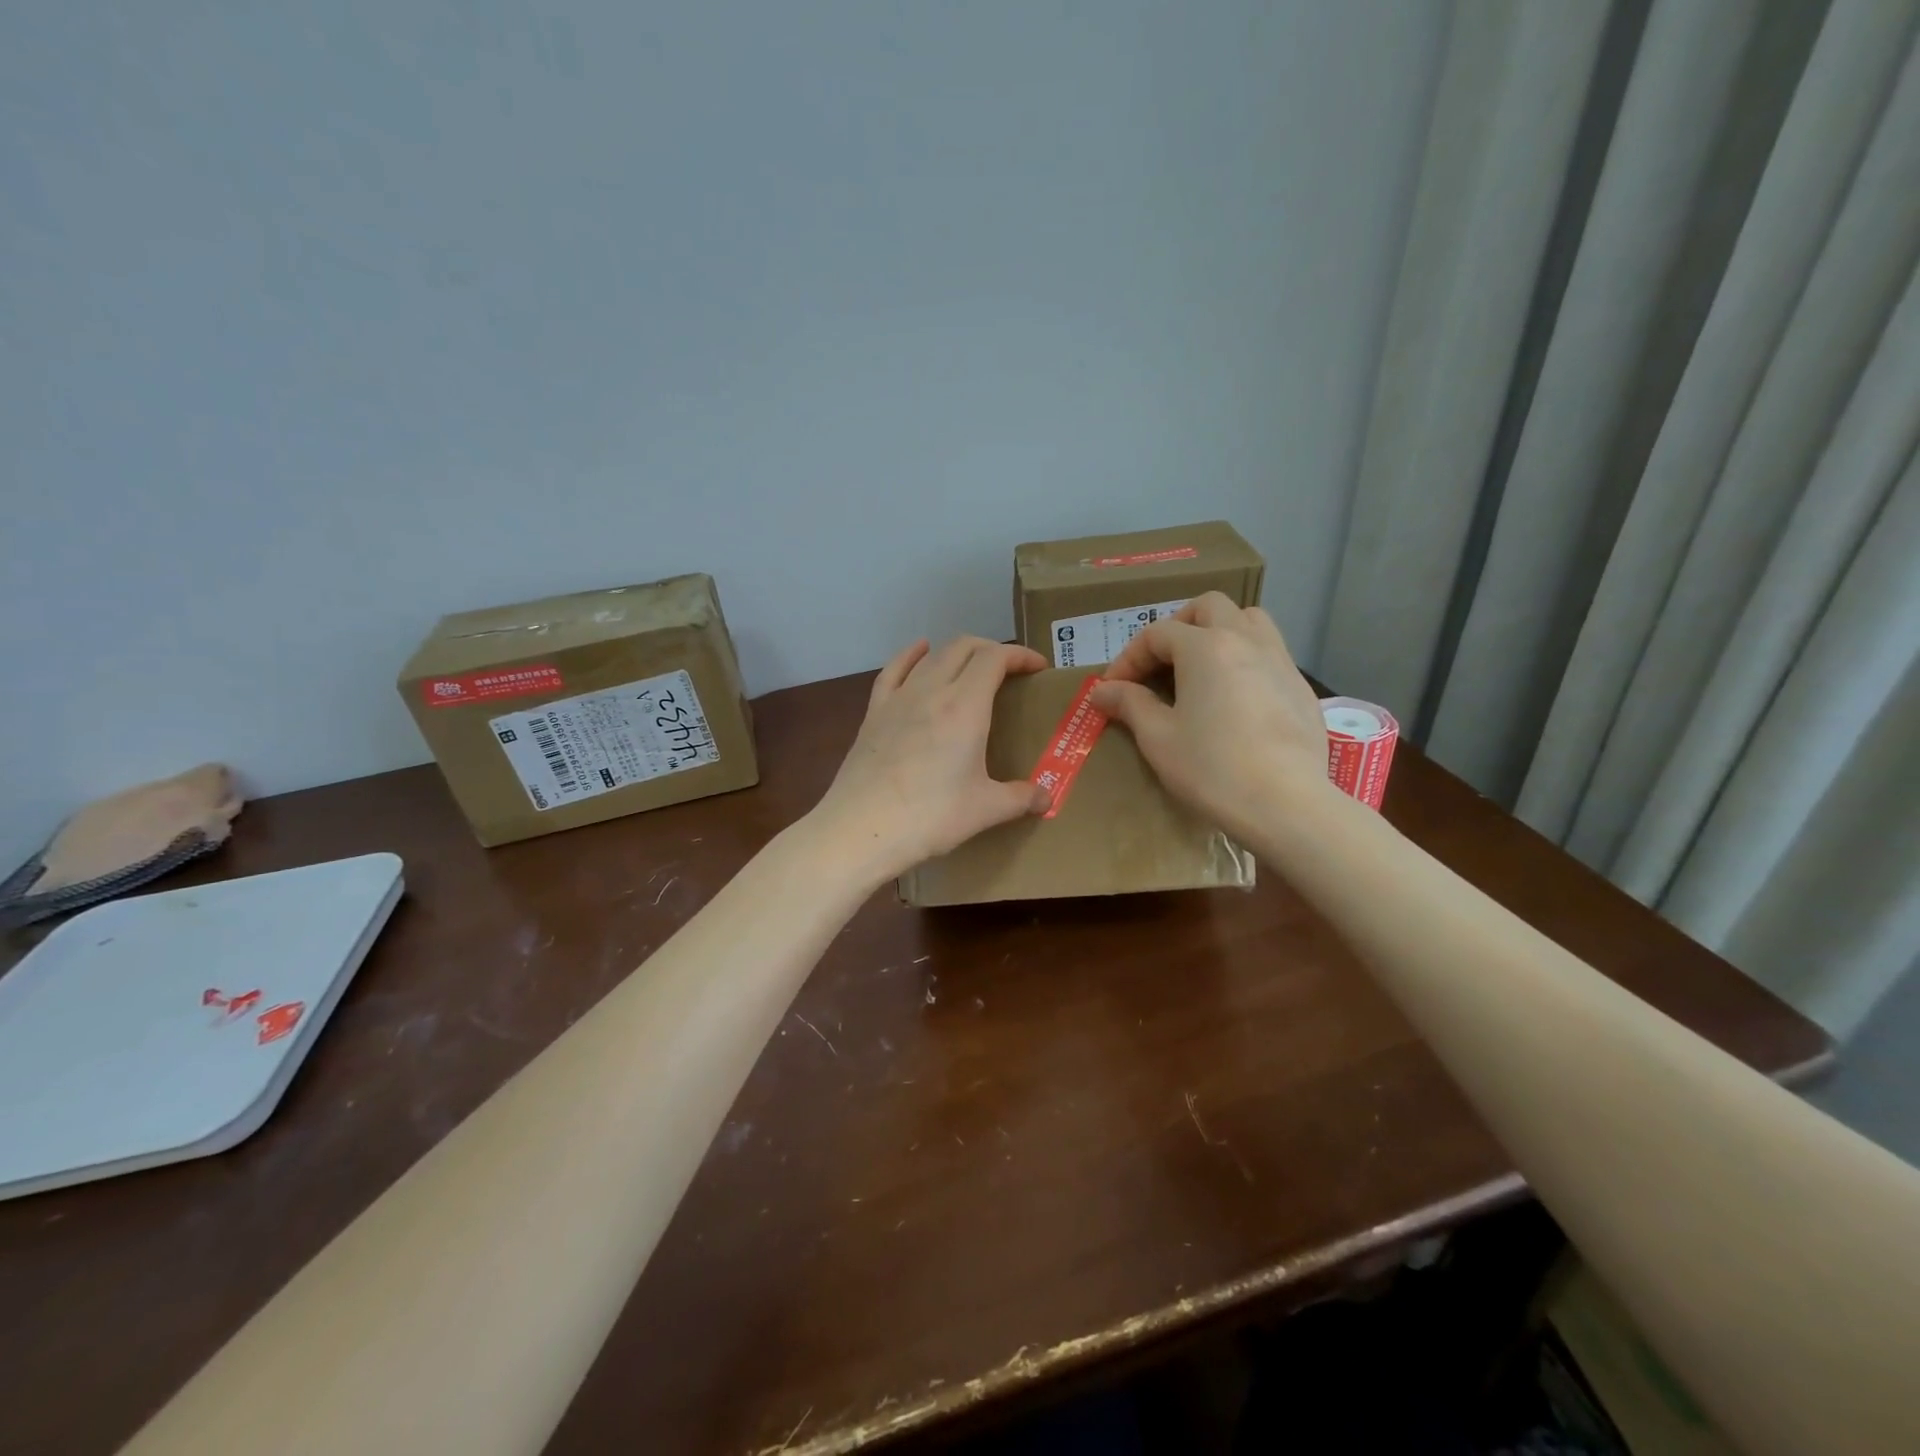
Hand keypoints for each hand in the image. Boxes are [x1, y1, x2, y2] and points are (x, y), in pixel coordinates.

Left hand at [811, 636, 1051, 882]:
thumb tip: (1046, 800)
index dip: (1020, 655)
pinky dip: (912, 655)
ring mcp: (899, 698)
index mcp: (965, 707)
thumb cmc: (930, 818)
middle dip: (992, 650)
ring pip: (932, 656)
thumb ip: (1020, 799)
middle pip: (964, 647)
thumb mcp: (985, 810)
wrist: (861, 829)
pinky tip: (920, 651)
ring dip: (958, 653)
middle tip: (1010, 673)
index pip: (995, 658)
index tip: (1038, 668)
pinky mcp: (874, 712)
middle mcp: (932, 690)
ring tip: (973, 667)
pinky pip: (894, 669)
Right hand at [1088, 593, 1327, 839]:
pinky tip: (1234, 698)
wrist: (1285, 804)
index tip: (1113, 689)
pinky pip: (1269, 653)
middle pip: (1208, 607)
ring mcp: (1280, 661)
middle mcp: (1245, 640)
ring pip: (1248, 620)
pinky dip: (1245, 659)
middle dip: (1177, 627)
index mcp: (1205, 647)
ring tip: (1200, 667)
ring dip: (1218, 631)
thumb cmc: (1211, 768)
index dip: (1128, 658)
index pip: (1157, 634)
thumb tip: (1103, 690)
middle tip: (1159, 663)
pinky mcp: (1300, 687)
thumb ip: (1130, 704)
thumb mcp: (1158, 738)